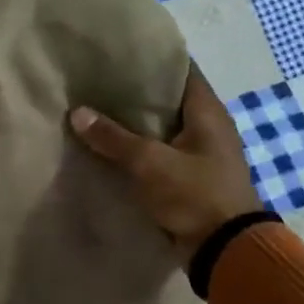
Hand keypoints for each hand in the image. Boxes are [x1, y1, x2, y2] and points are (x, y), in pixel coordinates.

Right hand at [69, 67, 260, 260]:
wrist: (225, 249)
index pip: (180, 70)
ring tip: (98, 112)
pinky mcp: (191, 177)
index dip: (151, 59)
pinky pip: (161, 154)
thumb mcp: (150, 163)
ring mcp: (201, 154)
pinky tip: (111, 148)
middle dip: (135, 92)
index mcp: (207, 111)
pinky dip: (140, 149)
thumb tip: (78, 112)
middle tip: (98, 83)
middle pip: (168, 99)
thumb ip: (113, 138)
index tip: (119, 54)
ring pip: (162, 128)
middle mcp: (208, 127)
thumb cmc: (195, 195)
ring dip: (135, 123)